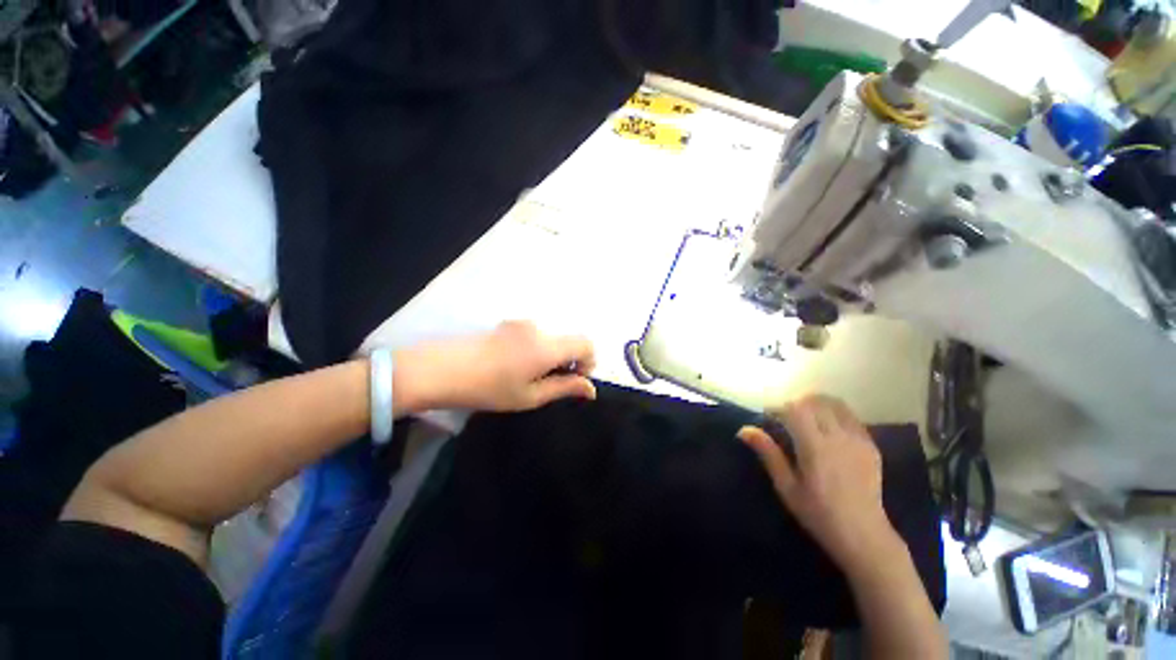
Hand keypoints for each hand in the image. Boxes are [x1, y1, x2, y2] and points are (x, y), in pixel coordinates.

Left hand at [393, 321, 596, 413]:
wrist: (441, 369)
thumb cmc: (489, 389)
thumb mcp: (530, 396)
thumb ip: (565, 388)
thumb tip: (591, 389)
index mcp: (548, 346)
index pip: (586, 343)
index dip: (589, 361)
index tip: (574, 379)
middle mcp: (539, 328)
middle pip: (568, 340)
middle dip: (568, 361)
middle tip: (548, 384)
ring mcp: (521, 323)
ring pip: (551, 339)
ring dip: (551, 356)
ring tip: (527, 377)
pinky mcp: (508, 324)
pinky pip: (535, 336)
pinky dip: (537, 350)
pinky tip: (514, 366)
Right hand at [738, 395, 898, 570]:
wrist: (863, 535)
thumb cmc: (818, 513)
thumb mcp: (786, 486)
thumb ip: (768, 453)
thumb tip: (744, 430)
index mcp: (815, 447)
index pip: (794, 409)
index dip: (778, 408)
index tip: (768, 417)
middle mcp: (838, 437)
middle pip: (814, 402)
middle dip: (794, 403)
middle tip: (784, 417)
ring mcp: (858, 440)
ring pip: (835, 404)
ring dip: (815, 403)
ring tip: (805, 416)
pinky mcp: (870, 445)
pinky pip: (851, 417)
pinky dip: (834, 413)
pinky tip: (827, 427)